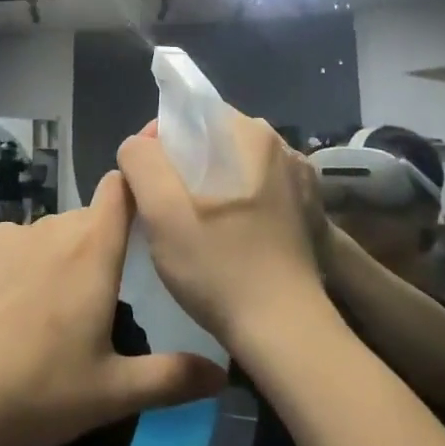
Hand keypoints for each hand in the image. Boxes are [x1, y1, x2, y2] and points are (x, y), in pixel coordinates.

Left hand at [0, 170, 226, 445]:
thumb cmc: (36, 390)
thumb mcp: (111, 394)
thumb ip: (172, 380)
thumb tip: (224, 374)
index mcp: (91, 252)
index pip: (119, 191)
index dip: (130, 191)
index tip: (138, 206)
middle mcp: (48, 229)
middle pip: (78, 224)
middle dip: (87, 251)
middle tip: (82, 304)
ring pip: (33, 239)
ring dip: (40, 264)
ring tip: (27, 318)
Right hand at [116, 114, 326, 343]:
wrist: (284, 330)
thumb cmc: (218, 266)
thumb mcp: (161, 210)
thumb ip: (140, 160)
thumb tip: (138, 147)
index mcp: (249, 133)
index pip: (187, 115)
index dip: (155, 145)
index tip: (144, 186)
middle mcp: (280, 144)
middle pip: (209, 140)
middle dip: (180, 167)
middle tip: (164, 210)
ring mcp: (298, 177)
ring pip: (231, 166)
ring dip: (206, 186)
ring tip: (193, 227)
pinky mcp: (306, 209)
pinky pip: (256, 189)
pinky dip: (235, 203)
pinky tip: (227, 237)